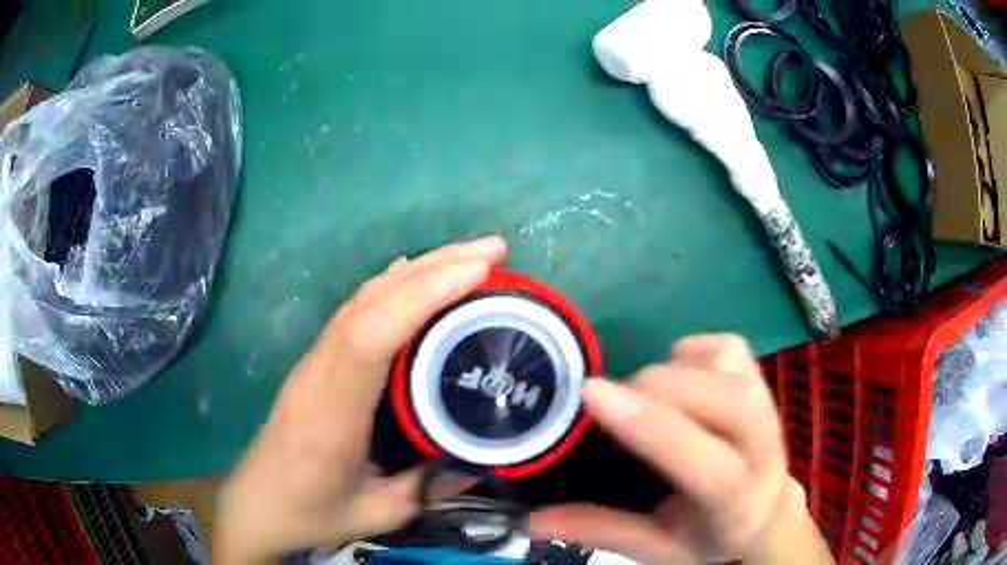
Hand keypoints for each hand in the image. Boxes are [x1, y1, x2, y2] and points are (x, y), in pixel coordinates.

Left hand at [214, 236, 506, 562]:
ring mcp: (314, 361)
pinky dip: (391, 287)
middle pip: (371, 301)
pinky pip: (355, 311)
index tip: (477, 271)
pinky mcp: (316, 362)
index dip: (422, 296)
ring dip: (416, 271)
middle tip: (493, 250)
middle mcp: (319, 373)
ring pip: (363, 299)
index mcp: (333, 413)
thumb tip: (482, 459)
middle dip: (434, 267)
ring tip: (468, 257)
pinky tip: (413, 276)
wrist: (256, 502)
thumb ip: (430, 489)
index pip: (370, 336)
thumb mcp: (378, 514)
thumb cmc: (310, 512)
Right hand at [530, 334, 833, 564]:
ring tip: (640, 394)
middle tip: (611, 397)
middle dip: (659, 389)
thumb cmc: (710, 536)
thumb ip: (603, 532)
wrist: (765, 511)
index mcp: (739, 505)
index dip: (651, 428)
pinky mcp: (762, 381)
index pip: (710, 467)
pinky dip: (693, 351)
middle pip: (728, 401)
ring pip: (728, 367)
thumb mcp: (659, 548)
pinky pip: (728, 348)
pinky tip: (675, 373)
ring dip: (671, 370)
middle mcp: (765, 451)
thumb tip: (532, 519)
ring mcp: (769, 408)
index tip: (591, 394)